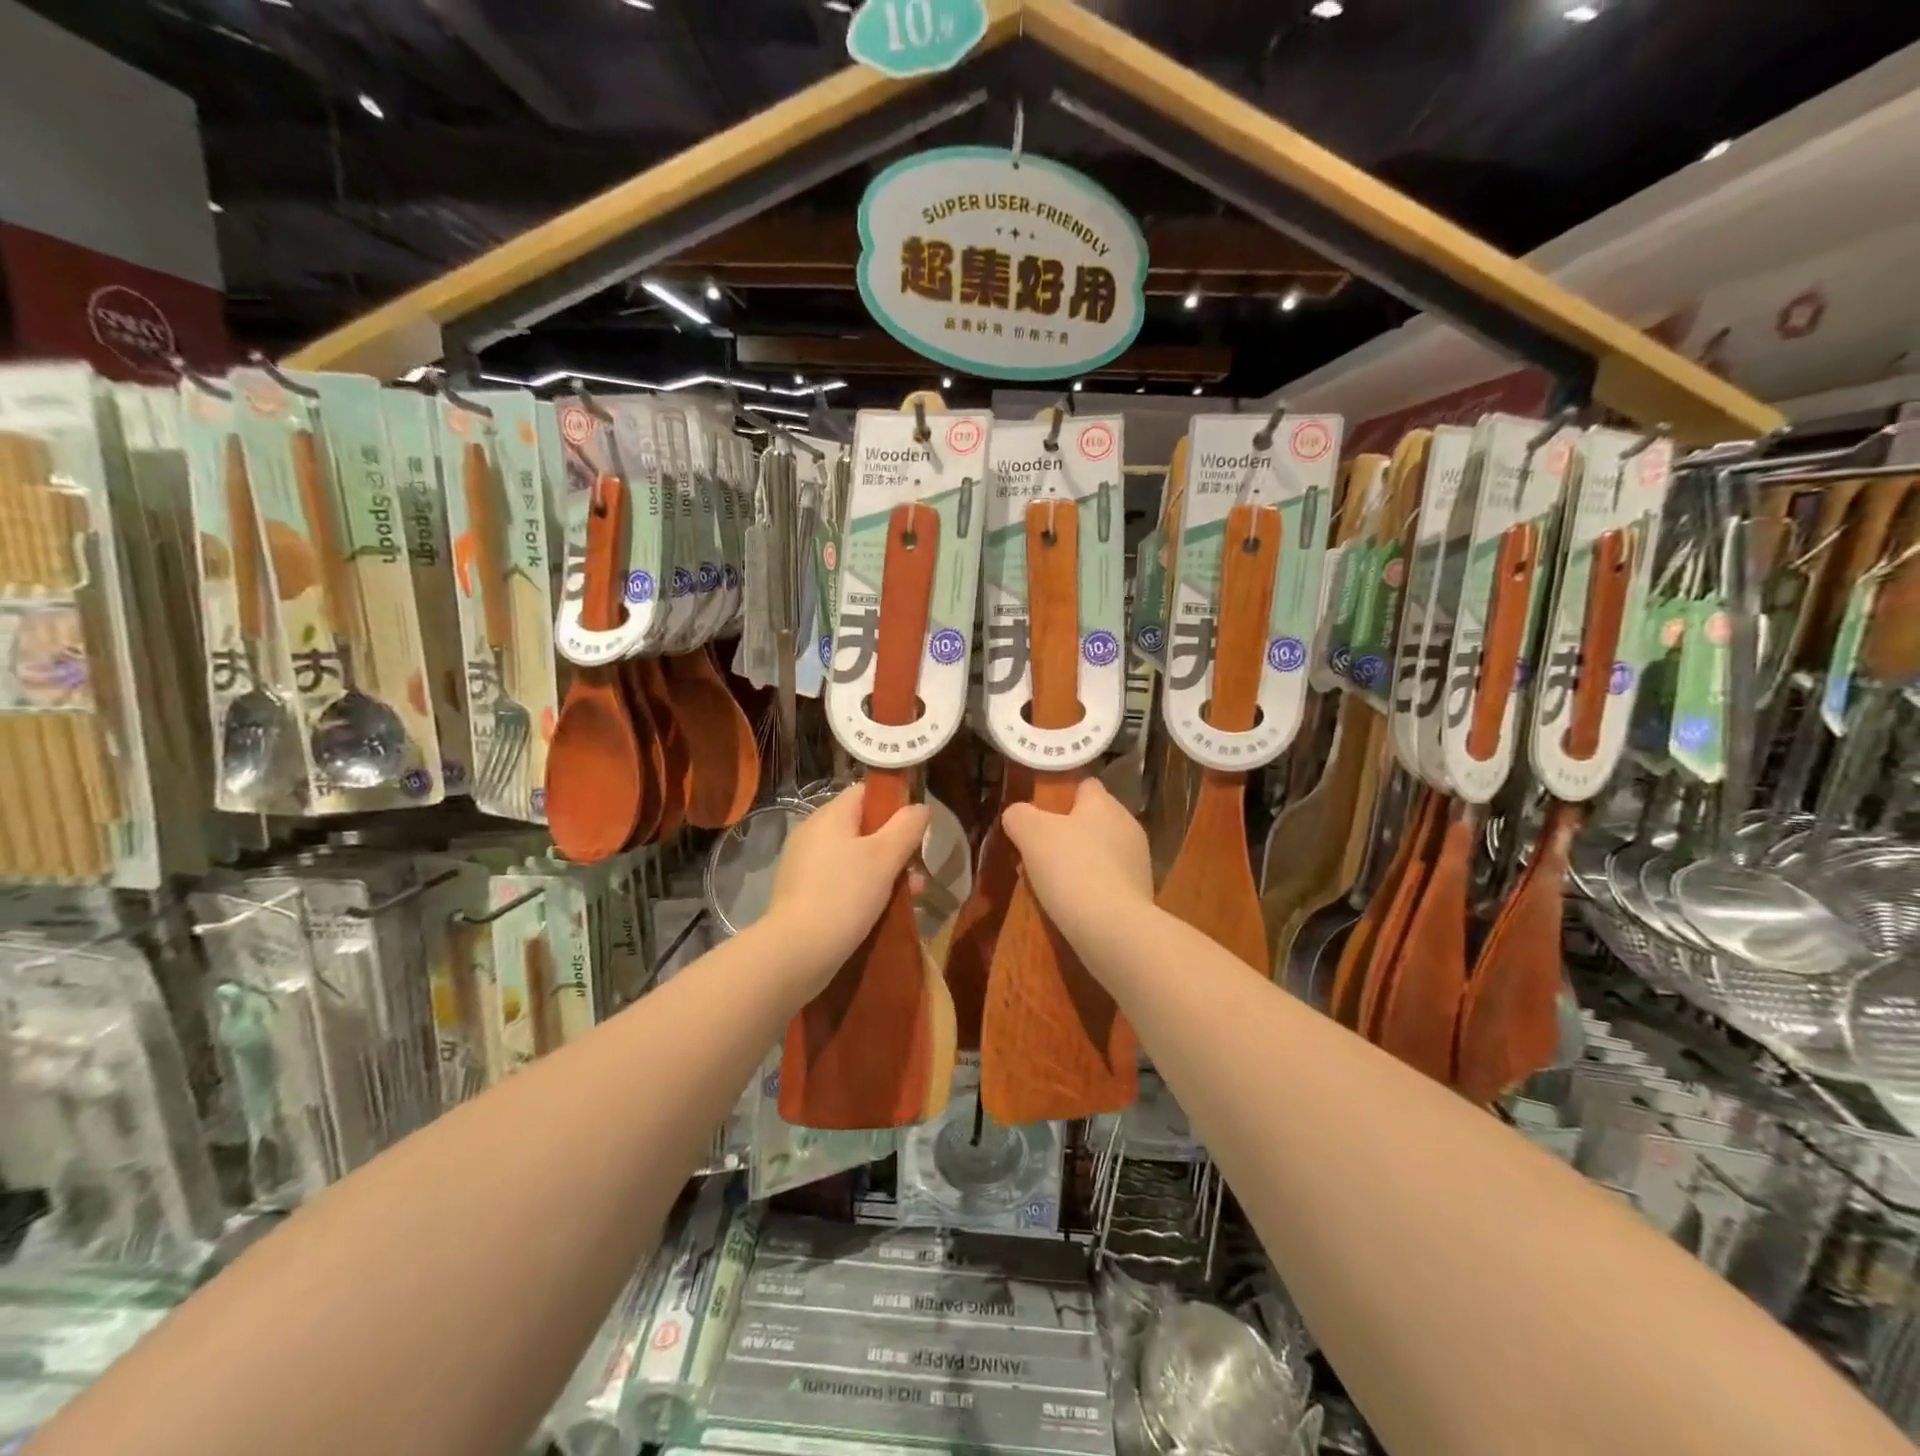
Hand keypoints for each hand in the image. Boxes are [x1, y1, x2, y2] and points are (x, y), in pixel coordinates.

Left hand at [765, 783, 928, 980]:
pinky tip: (880, 911)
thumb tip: (919, 807)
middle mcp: (812, 833)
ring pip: (854, 856)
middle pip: (862, 826)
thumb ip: (906, 827)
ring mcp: (804, 864)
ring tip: (908, 896)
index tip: (915, 828)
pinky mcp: (801, 892)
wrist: (797, 952)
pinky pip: (840, 880)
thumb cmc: (845, 895)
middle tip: (916, 871)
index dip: (894, 803)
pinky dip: (861, 889)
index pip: (866, 792)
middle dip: (894, 846)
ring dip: (882, 872)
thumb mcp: (885, 857)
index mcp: (830, 815)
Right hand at [1002, 779, 1153, 951]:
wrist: (1113, 928)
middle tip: (1039, 852)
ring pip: (1101, 851)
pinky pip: (1110, 880)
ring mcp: (1138, 860)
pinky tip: (1073, 904)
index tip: (1040, 814)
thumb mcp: (1030, 834)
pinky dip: (1093, 887)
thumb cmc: (1071, 868)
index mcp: (1104, 803)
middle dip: (1068, 832)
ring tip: (1052, 883)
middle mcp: (1127, 825)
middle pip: (1093, 820)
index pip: (1085, 785)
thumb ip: (1019, 816)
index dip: (1062, 795)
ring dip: (1080, 861)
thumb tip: (1016, 814)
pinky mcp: (1142, 893)